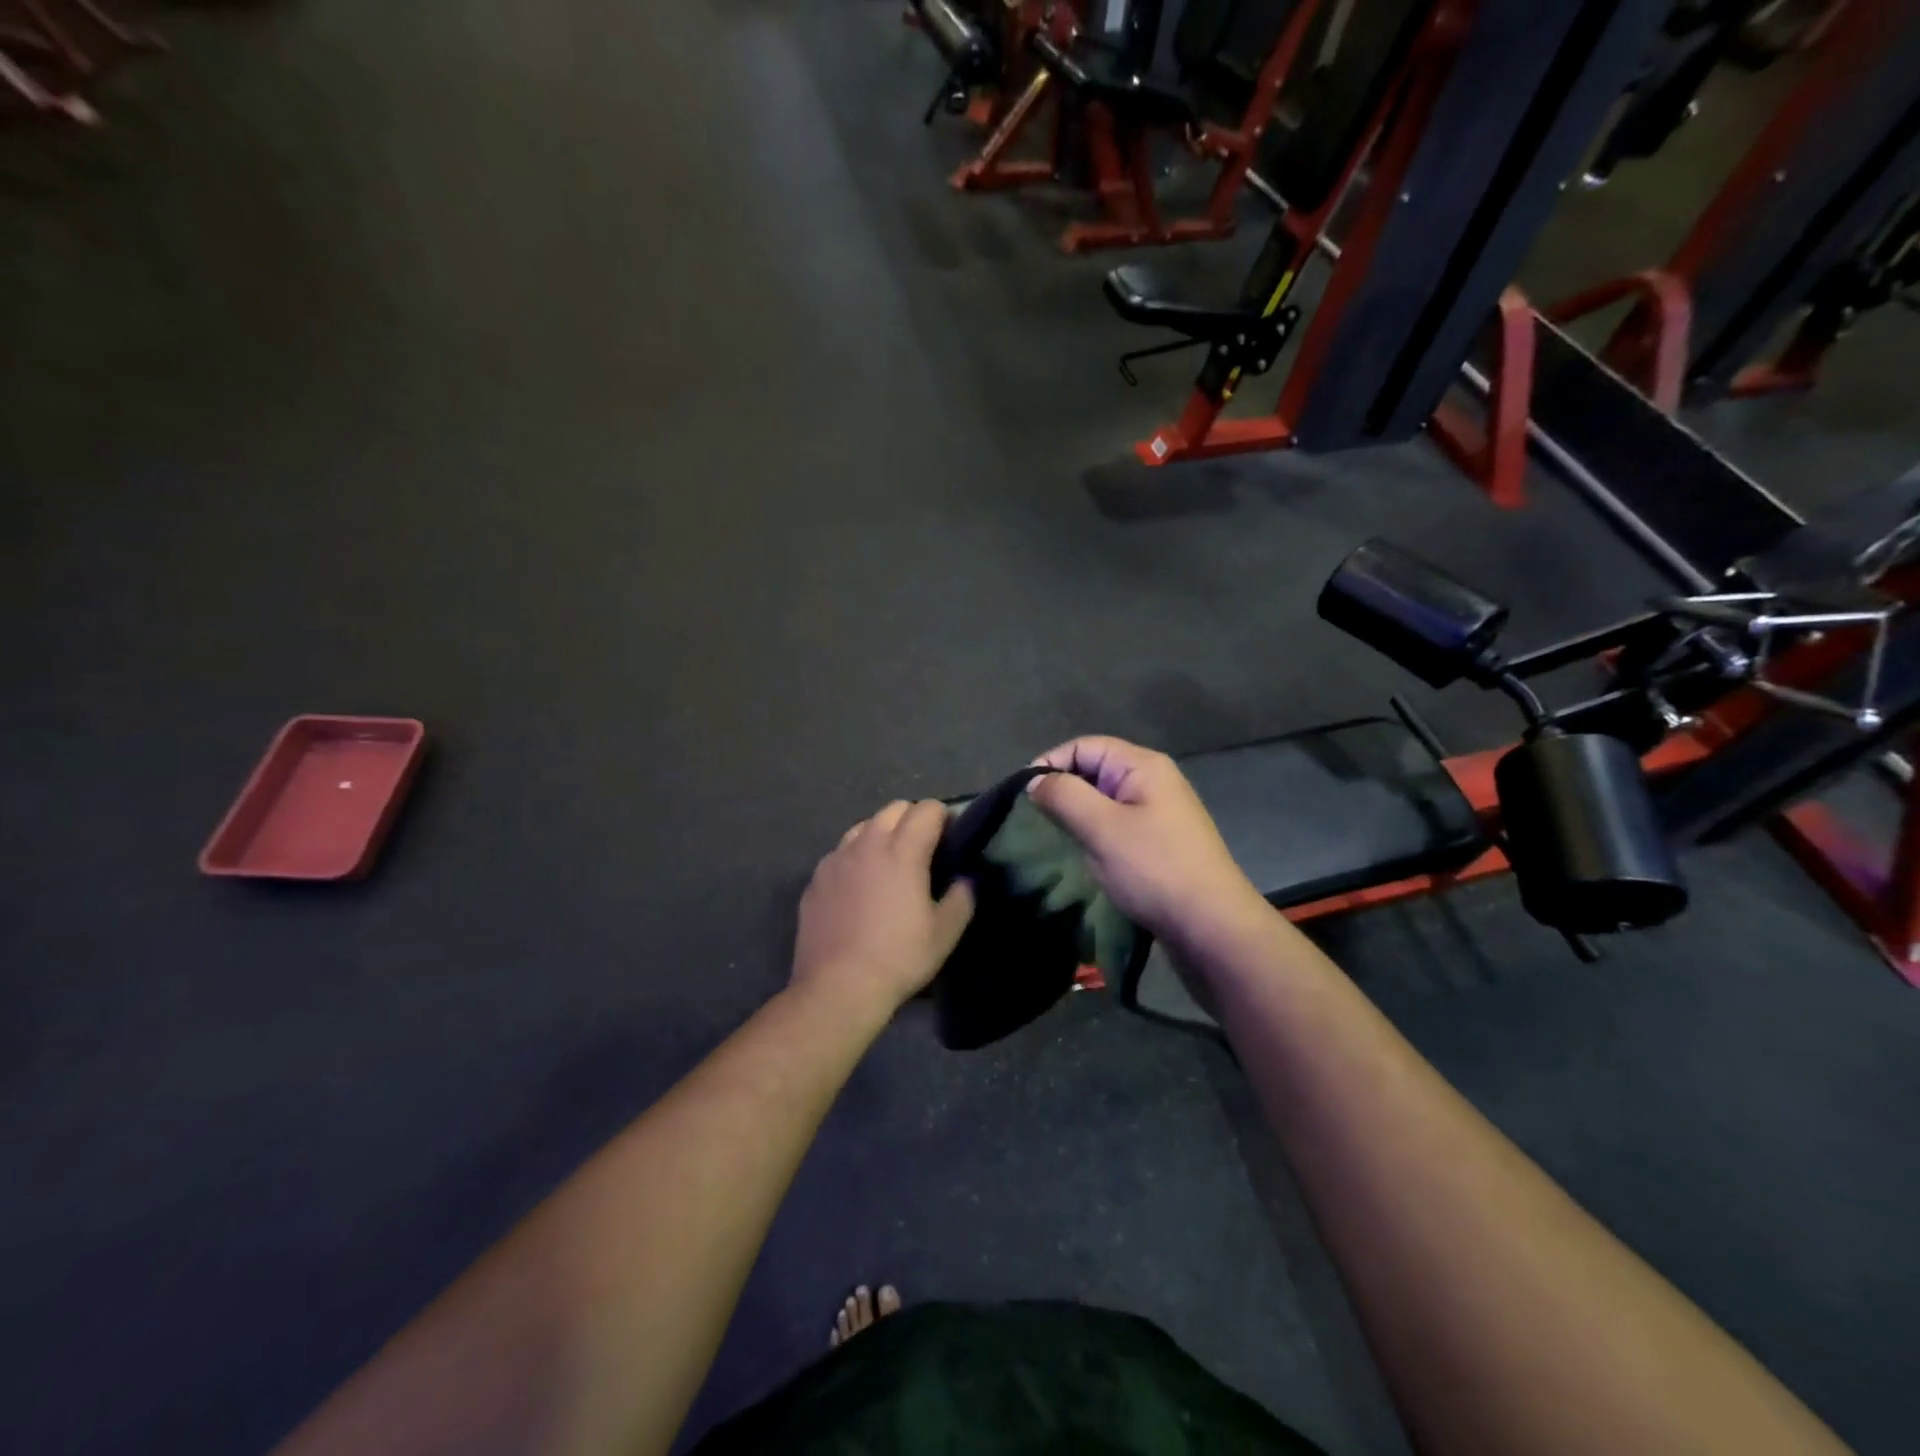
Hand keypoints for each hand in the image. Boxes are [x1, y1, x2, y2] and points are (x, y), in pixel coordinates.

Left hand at [793, 800, 975, 1020]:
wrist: (837, 988)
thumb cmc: (898, 958)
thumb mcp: (945, 934)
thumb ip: (961, 898)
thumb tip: (964, 880)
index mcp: (902, 850)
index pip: (928, 809)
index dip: (944, 818)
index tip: (951, 840)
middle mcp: (867, 843)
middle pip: (894, 808)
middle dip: (913, 819)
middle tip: (924, 850)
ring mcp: (836, 859)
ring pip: (864, 826)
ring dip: (882, 834)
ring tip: (889, 865)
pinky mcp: (816, 878)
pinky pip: (841, 853)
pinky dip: (856, 857)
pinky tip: (860, 888)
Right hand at [1027, 737, 1267, 946]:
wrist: (1212, 927)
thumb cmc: (1155, 869)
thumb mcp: (1102, 828)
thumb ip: (1064, 796)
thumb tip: (1035, 781)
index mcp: (1143, 766)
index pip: (1085, 746)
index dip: (1051, 763)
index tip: (1024, 796)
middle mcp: (1153, 782)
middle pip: (1095, 770)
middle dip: (1064, 791)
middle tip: (1037, 821)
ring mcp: (1159, 814)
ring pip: (1104, 801)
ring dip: (1078, 816)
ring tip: (1058, 840)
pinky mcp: (1159, 843)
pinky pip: (1118, 825)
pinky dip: (1096, 835)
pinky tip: (1087, 857)